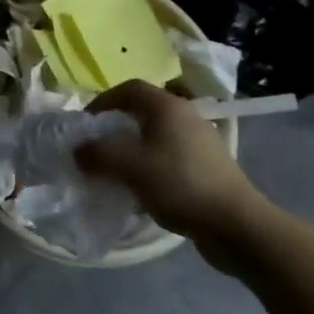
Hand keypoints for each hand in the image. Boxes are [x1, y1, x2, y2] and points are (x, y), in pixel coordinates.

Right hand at [76, 80, 266, 262]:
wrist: (236, 225)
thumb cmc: (180, 185)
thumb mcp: (130, 168)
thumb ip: (98, 154)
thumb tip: (78, 149)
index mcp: (167, 107)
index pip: (129, 88)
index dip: (103, 101)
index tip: (86, 123)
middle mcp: (186, 116)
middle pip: (143, 110)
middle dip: (116, 126)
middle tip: (98, 147)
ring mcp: (200, 141)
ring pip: (157, 135)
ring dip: (133, 148)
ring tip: (117, 170)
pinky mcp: (208, 166)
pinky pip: (170, 155)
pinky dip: (151, 165)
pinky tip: (143, 189)